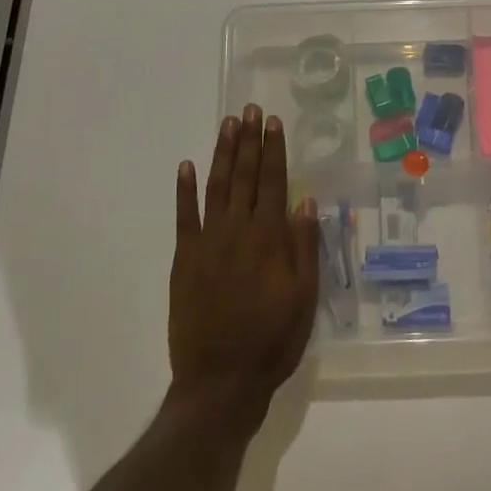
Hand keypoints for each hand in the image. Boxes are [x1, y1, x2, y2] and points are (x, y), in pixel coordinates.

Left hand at [169, 105, 320, 421]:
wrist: (221, 380)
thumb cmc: (272, 341)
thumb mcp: (304, 298)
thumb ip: (305, 247)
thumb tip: (306, 200)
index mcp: (269, 238)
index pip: (274, 182)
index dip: (274, 150)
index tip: (273, 122)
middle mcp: (238, 231)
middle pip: (244, 176)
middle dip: (248, 141)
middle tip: (249, 110)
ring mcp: (207, 243)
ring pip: (216, 187)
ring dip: (222, 154)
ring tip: (227, 125)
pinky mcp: (184, 259)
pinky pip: (184, 217)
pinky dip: (184, 190)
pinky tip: (185, 166)